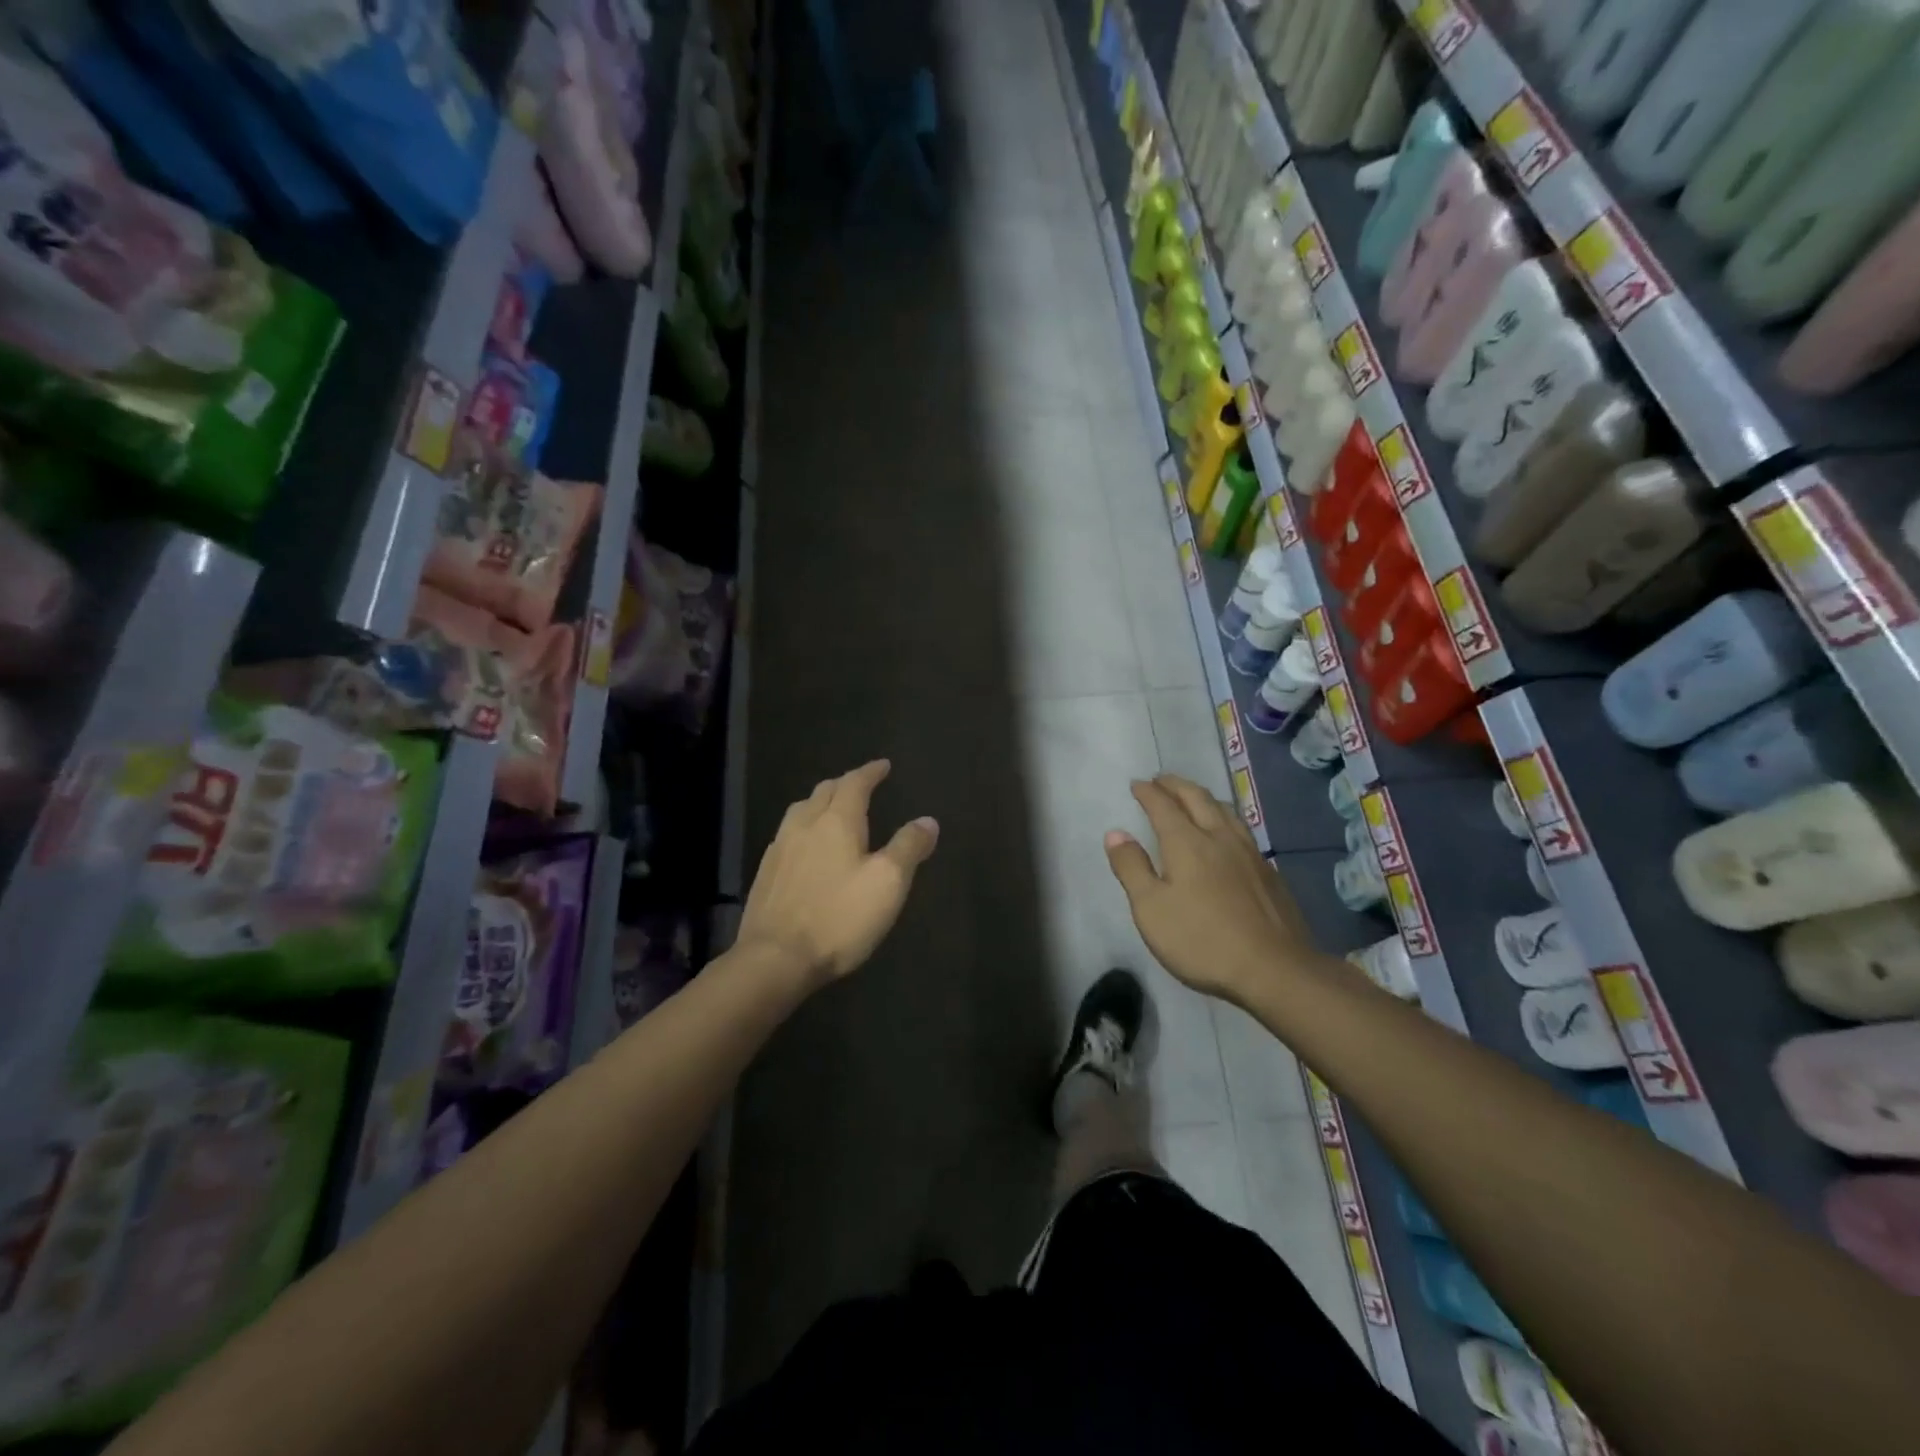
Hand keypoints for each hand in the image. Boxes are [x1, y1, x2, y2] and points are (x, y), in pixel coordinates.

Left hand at [738, 760, 938, 988]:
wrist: (775, 958)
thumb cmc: (839, 917)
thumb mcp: (888, 883)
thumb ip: (909, 847)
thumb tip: (928, 820)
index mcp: (836, 821)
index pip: (855, 784)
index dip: (870, 772)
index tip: (883, 765)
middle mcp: (804, 825)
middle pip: (824, 791)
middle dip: (845, 783)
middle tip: (861, 784)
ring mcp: (780, 848)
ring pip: (801, 810)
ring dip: (820, 801)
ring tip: (833, 808)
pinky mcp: (766, 873)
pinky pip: (787, 834)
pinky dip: (804, 826)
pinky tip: (806, 845)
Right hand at [1105, 774, 1316, 1005]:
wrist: (1274, 969)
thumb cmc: (1202, 940)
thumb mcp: (1151, 909)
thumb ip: (1132, 868)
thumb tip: (1115, 833)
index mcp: (1187, 843)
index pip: (1163, 806)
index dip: (1148, 792)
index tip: (1137, 784)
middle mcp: (1219, 837)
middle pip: (1197, 798)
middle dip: (1176, 785)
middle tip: (1161, 780)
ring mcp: (1249, 853)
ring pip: (1225, 810)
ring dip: (1204, 797)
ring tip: (1193, 797)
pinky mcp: (1268, 872)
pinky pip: (1242, 830)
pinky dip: (1225, 818)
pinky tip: (1227, 834)